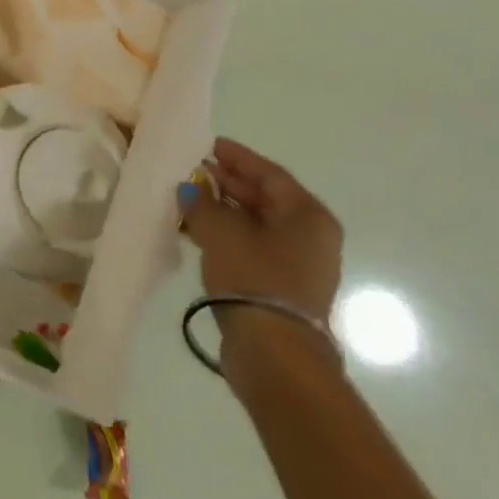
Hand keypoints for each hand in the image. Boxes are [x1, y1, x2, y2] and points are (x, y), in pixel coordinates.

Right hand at [181, 138, 342, 323]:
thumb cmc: (255, 279)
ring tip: (189, 200)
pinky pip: (252, 248)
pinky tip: (198, 233)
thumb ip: (203, 203)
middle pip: (265, 198)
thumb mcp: (222, 232)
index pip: (270, 174)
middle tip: (194, 171)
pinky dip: (227, 236)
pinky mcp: (281, 287)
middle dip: (228, 184)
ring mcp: (298, 264)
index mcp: (308, 215)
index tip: (209, 145)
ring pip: (256, 225)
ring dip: (223, 211)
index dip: (238, 157)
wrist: (275, 353)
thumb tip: (191, 188)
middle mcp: (310, 236)